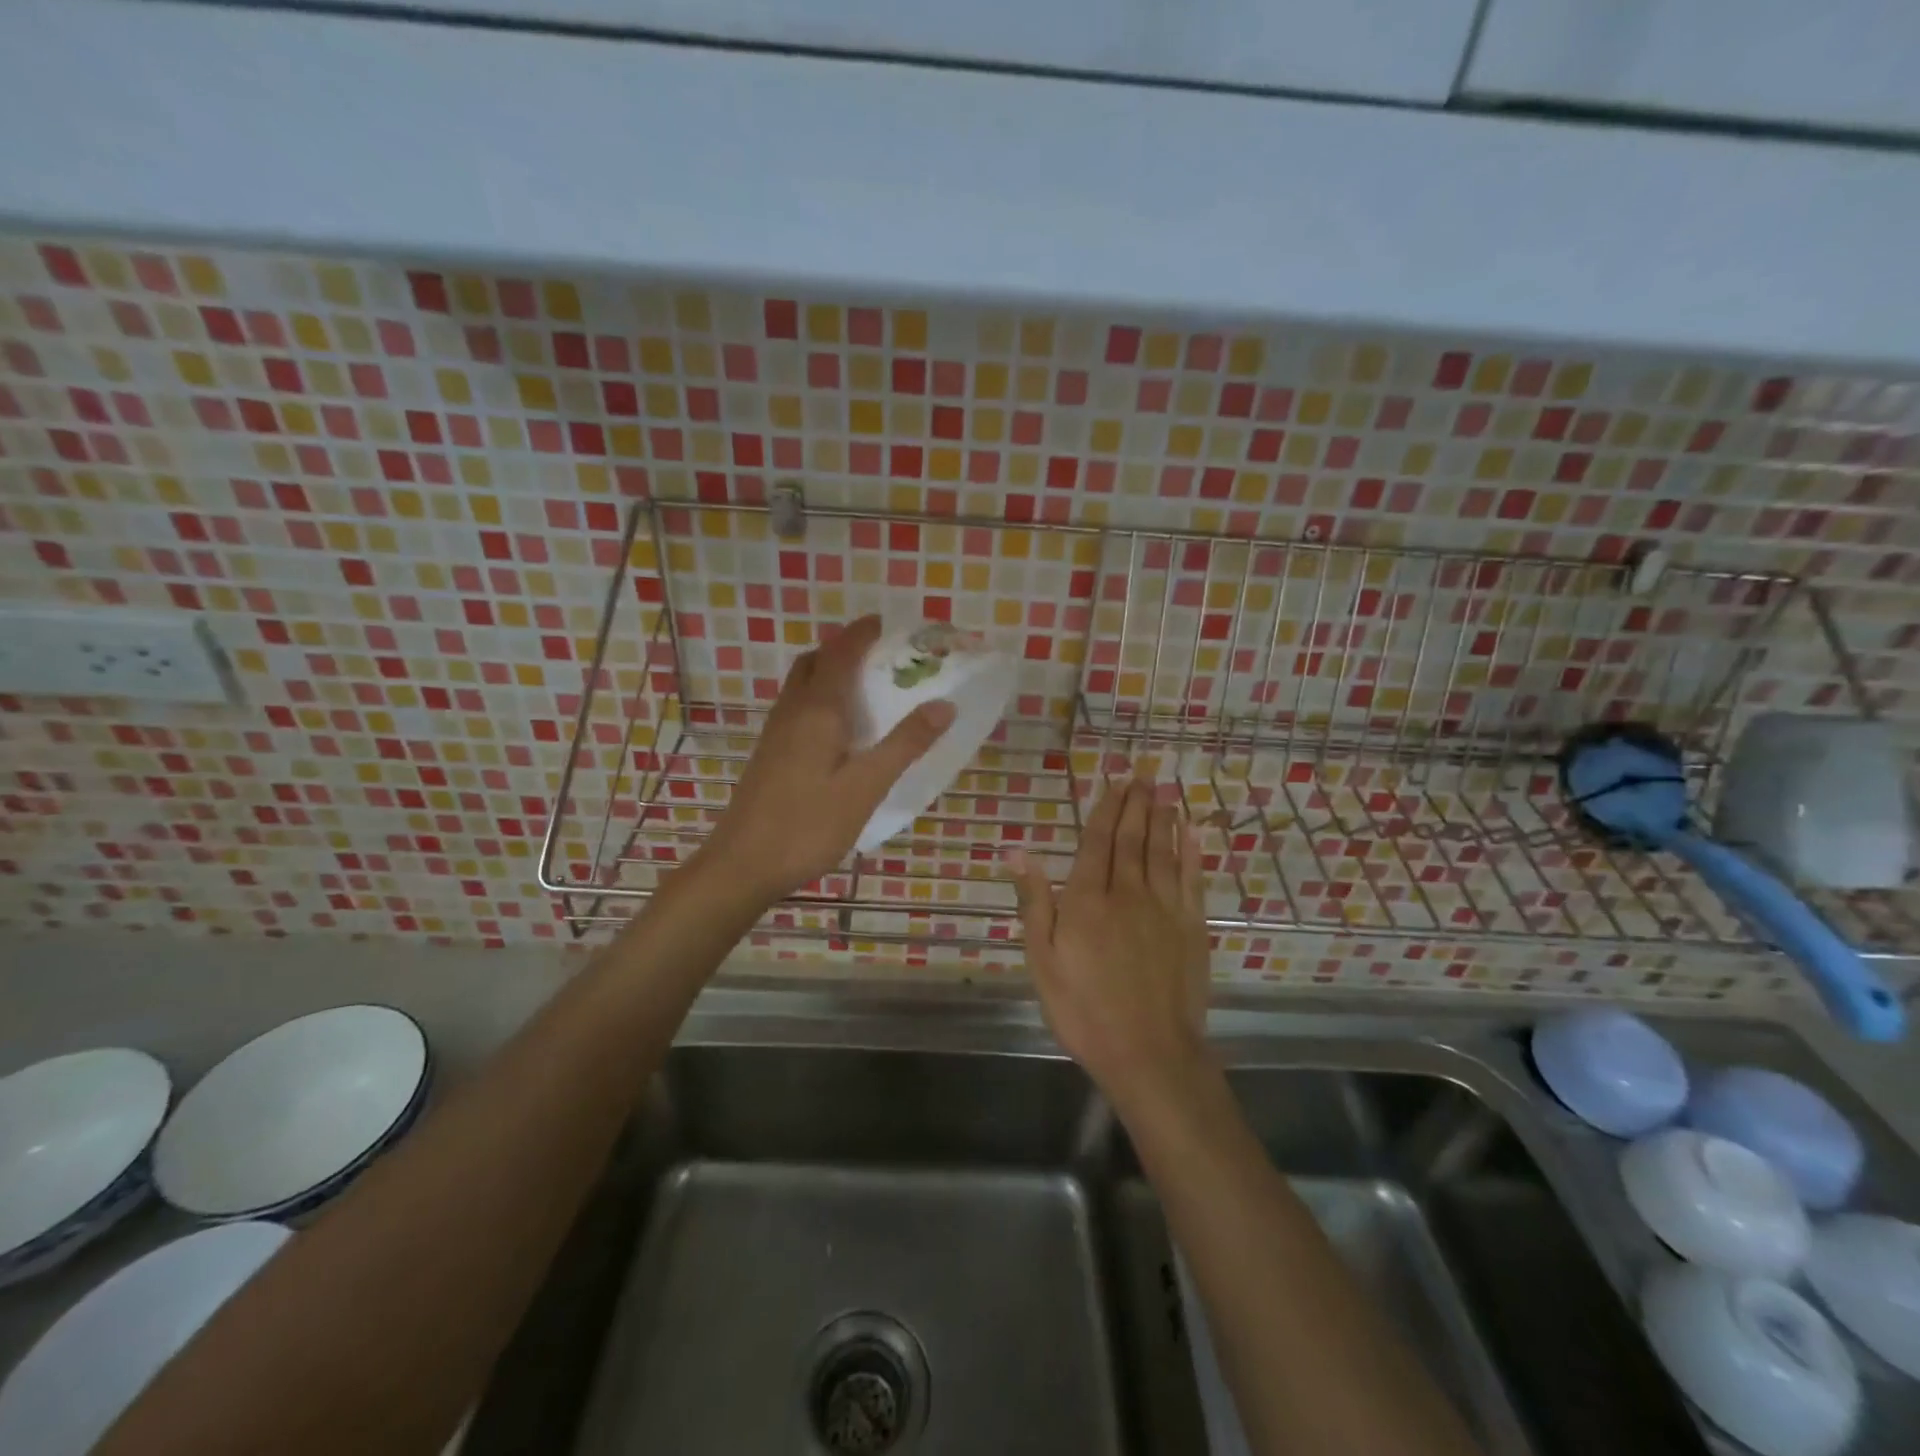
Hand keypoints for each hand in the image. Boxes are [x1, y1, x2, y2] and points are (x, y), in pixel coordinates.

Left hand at [698, 615, 954, 901]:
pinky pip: (798, 707)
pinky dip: (821, 697)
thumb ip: (904, 744)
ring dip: (830, 671)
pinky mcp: (771, 754)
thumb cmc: (808, 824)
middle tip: (880, 655)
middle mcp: (792, 711)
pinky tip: (840, 729)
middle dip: (845, 648)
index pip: (841, 653)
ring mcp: (776, 732)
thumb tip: (944, 704)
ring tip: (866, 686)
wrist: (742, 864)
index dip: (863, 633)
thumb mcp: (866, 787)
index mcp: (818, 710)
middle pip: (815, 661)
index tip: (889, 623)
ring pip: (802, 684)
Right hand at [1006, 766, 1211, 1107]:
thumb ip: (1034, 902)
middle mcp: (1128, 893)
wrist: (1149, 1053)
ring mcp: (1164, 908)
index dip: (1105, 809)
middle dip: (1135, 803)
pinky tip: (1192, 831)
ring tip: (1163, 789)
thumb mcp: (1042, 961)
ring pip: (1162, 850)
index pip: (1097, 842)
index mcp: (1087, 900)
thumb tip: (1017, 851)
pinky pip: (1192, 878)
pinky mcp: (1192, 926)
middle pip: (1131, 838)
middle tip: (1141, 773)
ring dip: (1162, 817)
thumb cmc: (1083, 1010)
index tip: (1114, 781)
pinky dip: (1192, 851)